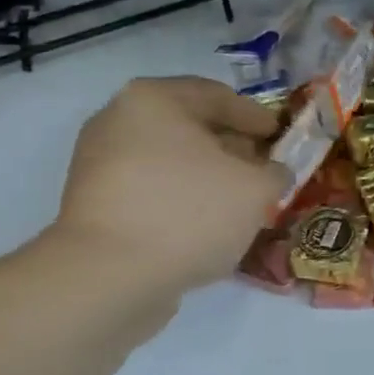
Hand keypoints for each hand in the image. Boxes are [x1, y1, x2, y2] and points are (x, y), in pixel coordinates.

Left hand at [46, 76, 288, 305]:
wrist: (108, 278)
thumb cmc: (188, 213)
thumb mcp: (256, 189)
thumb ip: (275, 172)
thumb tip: (272, 173)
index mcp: (153, 99)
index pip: (217, 96)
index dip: (256, 116)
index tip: (280, 136)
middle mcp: (117, 120)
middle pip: (189, 127)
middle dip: (231, 147)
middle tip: (263, 168)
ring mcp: (98, 164)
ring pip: (169, 160)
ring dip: (207, 176)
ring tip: (239, 201)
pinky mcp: (93, 205)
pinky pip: (150, 190)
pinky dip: (181, 199)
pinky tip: (207, 224)